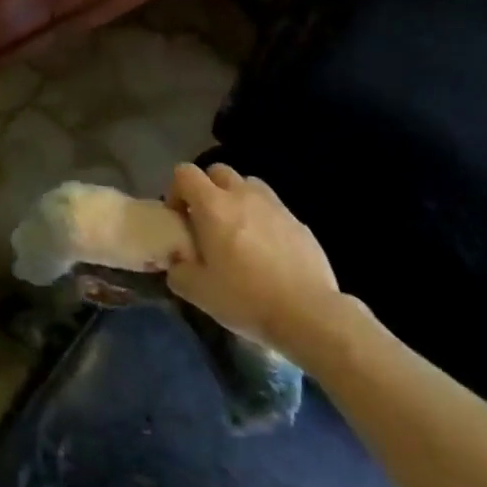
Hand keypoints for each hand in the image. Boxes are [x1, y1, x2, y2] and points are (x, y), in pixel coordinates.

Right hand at [166, 163, 345, 364]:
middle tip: (208, 221)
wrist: (309, 315)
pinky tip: (268, 251)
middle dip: (208, 189)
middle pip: (218, 171)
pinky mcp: (300, 223)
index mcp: (213, 206)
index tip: (179, 218)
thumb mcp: (198, 292)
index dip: (176, 190)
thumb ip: (178, 272)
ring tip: (239, 230)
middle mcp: (243, 196)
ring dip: (238, 199)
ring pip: (249, 185)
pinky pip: (274, 209)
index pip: (185, 173)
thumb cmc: (246, 298)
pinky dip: (264, 220)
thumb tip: (177, 263)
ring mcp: (275, 207)